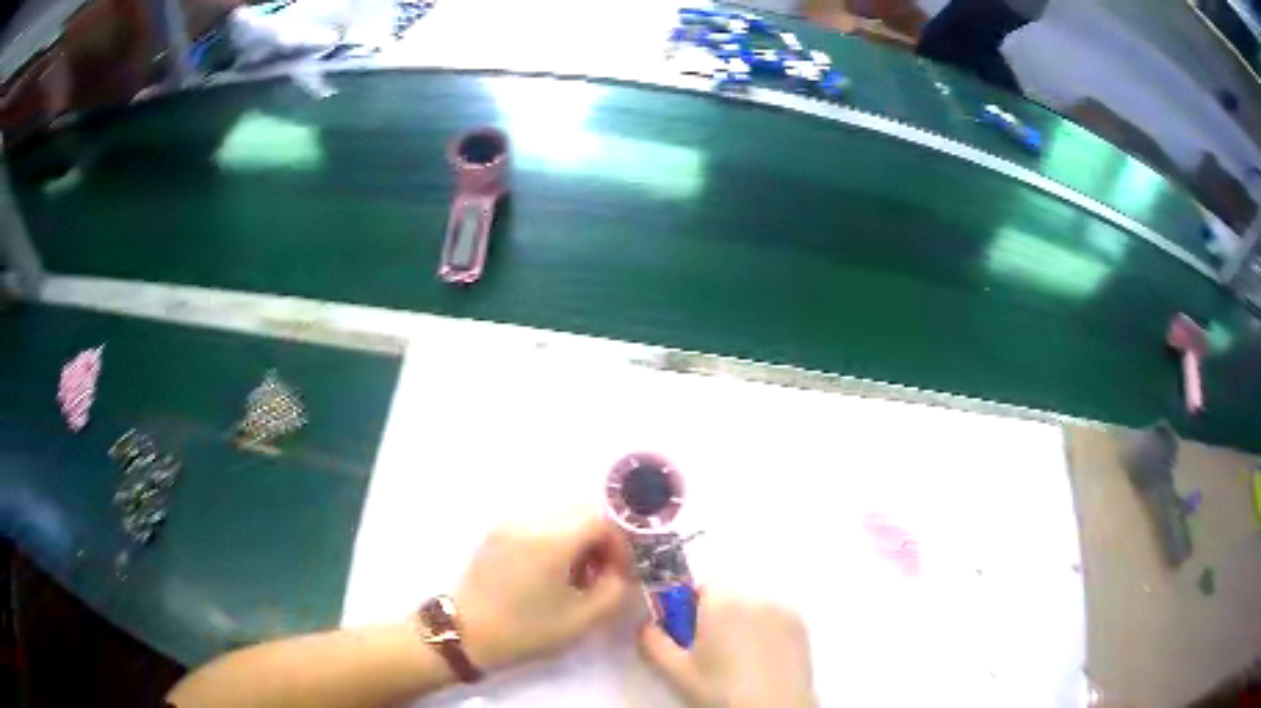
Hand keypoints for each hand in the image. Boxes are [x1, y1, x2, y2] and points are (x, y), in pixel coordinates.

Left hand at [455, 510, 633, 670]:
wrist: (466, 634)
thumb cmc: (527, 630)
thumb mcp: (583, 619)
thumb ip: (616, 589)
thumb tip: (623, 570)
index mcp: (552, 540)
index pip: (602, 519)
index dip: (620, 543)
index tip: (620, 572)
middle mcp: (530, 521)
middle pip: (581, 514)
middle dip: (600, 542)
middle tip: (601, 576)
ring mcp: (510, 524)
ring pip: (561, 519)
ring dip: (578, 542)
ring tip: (575, 579)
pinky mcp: (497, 534)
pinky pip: (538, 527)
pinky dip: (555, 543)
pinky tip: (549, 575)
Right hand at [639, 591, 815, 707]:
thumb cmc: (720, 691)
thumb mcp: (676, 672)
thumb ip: (653, 641)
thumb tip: (646, 624)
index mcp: (722, 603)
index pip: (703, 585)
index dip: (693, 608)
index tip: (691, 635)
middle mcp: (756, 596)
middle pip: (729, 596)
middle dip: (717, 616)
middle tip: (712, 651)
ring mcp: (784, 609)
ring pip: (753, 607)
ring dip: (743, 622)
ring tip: (740, 658)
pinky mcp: (801, 624)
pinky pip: (775, 617)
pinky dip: (766, 630)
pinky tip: (762, 659)